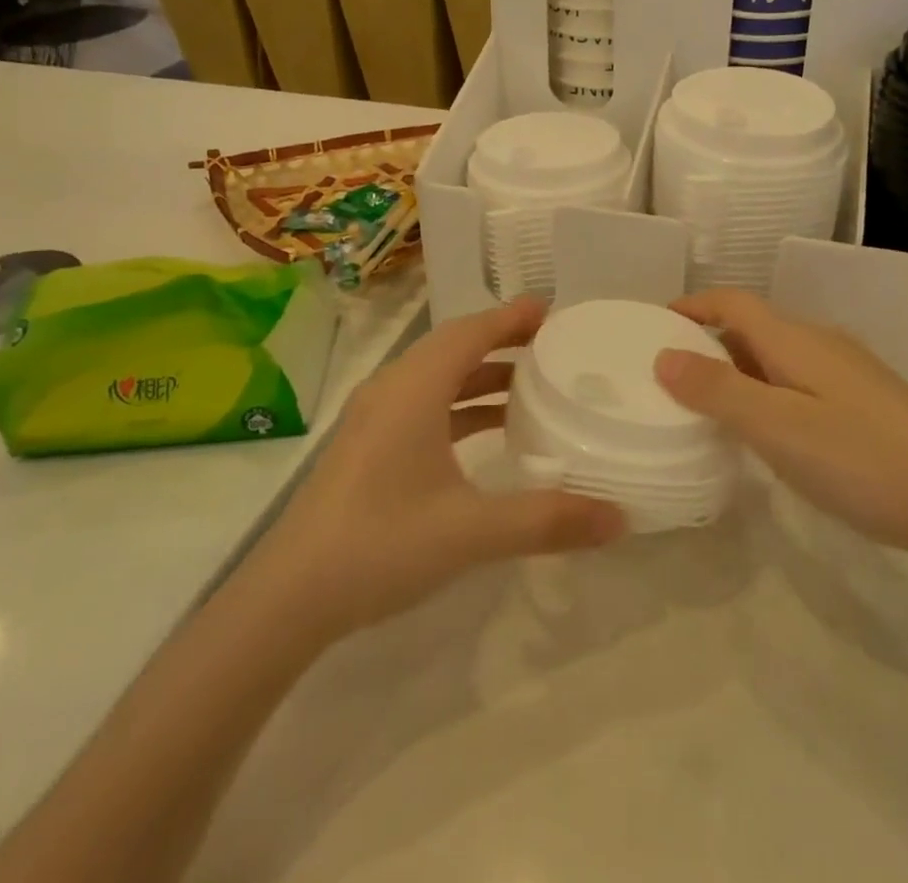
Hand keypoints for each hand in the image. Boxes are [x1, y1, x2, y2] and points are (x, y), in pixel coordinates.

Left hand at [253, 299, 625, 642]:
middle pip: (454, 346)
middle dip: (502, 340)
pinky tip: (485, 435)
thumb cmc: (381, 544)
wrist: (288, 597)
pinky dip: (459, 406)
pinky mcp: (368, 445)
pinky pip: (423, 405)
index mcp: (414, 388)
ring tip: (529, 387)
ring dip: (481, 376)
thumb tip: (619, 517)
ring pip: (437, 378)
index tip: (553, 311)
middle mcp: (393, 389)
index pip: (471, 331)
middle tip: (551, 345)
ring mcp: (375, 417)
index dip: (512, 317)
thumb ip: (547, 520)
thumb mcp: (471, 531)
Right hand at [654, 290, 907, 565]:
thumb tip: (663, 356)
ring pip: (776, 358)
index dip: (691, 305)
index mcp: (795, 340)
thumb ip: (718, 390)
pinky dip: (766, 393)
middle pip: (752, 327)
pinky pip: (798, 382)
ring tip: (707, 409)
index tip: (653, 326)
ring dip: (737, 371)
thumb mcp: (778, 428)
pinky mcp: (865, 403)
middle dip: (708, 342)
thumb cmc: (863, 459)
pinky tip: (767, 434)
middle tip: (670, 377)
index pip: (732, 303)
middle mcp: (820, 344)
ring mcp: (847, 373)